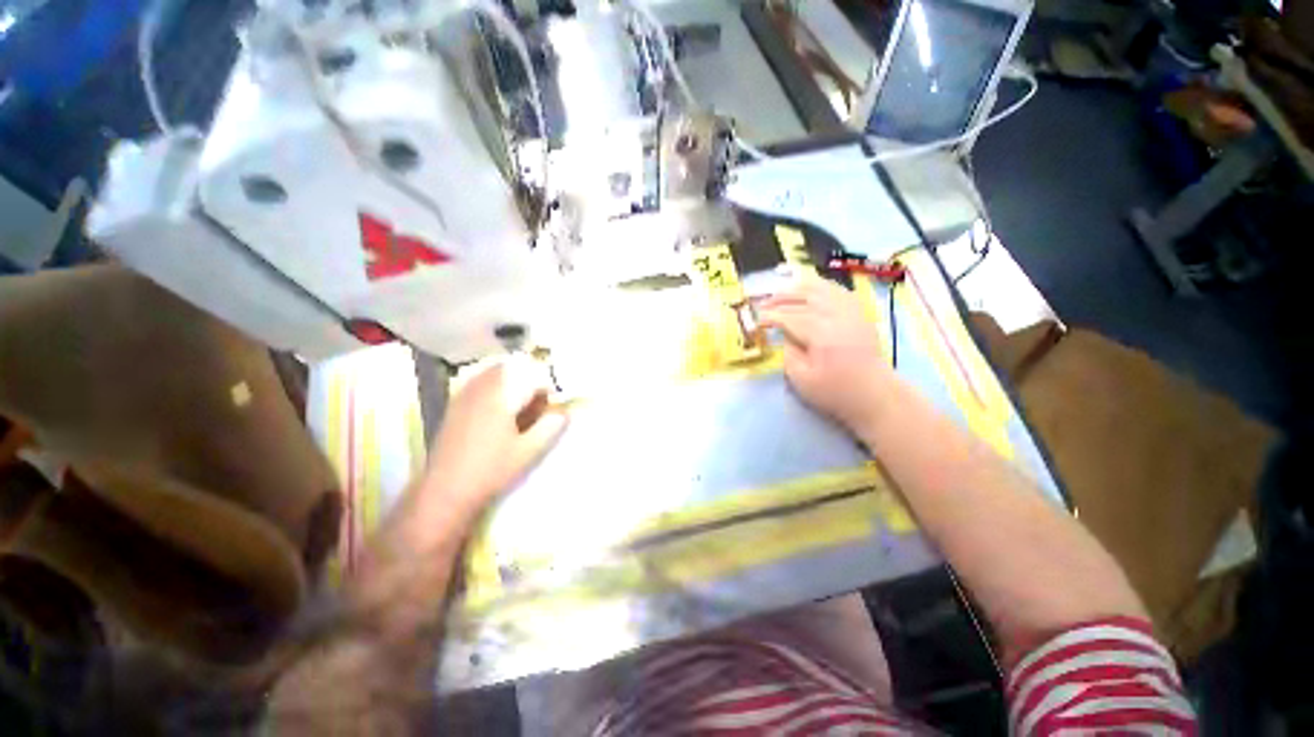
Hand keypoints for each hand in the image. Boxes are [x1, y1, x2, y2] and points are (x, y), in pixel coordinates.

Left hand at [423, 354, 567, 514]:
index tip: (553, 406)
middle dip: (530, 379)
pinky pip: (479, 380)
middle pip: (512, 367)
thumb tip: (564, 412)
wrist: (446, 491)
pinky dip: (496, 385)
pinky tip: (500, 409)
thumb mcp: (529, 451)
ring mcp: (465, 394)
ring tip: (521, 405)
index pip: (532, 376)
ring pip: (494, 371)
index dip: (548, 387)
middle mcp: (482, 388)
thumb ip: (550, 427)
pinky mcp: (455, 404)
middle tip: (538, 404)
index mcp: (501, 397)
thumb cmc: (491, 471)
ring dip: (513, 380)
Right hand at [757, 274, 896, 432]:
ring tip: (782, 293)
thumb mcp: (801, 379)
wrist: (874, 395)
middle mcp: (836, 316)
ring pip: (822, 289)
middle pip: (805, 297)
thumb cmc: (835, 391)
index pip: (790, 317)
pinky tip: (810, 290)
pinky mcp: (858, 314)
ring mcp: (851, 312)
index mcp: (821, 333)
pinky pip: (838, 291)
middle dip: (781, 298)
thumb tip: (784, 335)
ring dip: (798, 289)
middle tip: (764, 304)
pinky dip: (821, 287)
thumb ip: (788, 353)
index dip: (771, 316)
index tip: (758, 320)